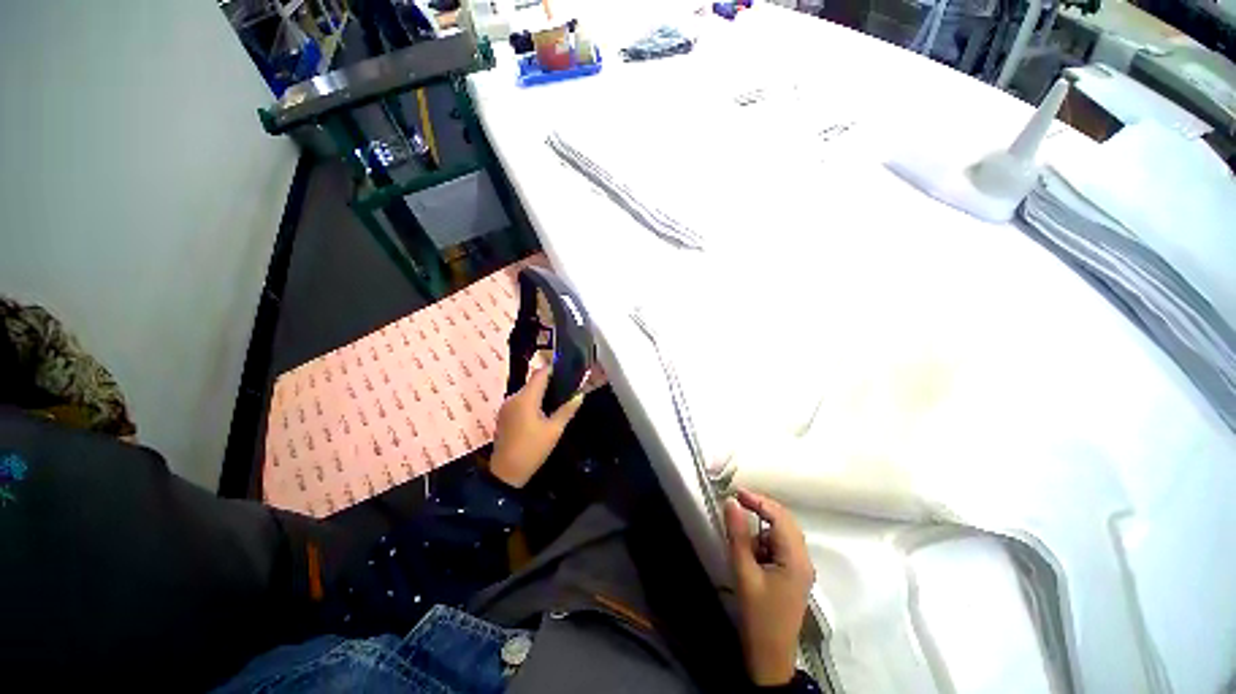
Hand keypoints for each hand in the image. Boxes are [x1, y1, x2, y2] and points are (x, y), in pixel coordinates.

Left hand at [489, 366, 583, 487]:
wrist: (505, 473)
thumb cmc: (532, 450)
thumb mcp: (554, 431)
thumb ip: (567, 410)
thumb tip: (580, 395)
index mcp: (525, 398)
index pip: (540, 373)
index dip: (554, 369)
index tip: (568, 371)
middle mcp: (513, 397)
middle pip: (533, 382)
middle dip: (550, 382)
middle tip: (568, 387)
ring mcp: (506, 406)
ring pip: (527, 391)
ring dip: (541, 392)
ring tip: (558, 399)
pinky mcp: (504, 415)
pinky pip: (520, 401)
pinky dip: (532, 401)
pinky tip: (543, 411)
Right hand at [725, 489, 815, 686]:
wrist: (770, 658)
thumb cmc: (758, 617)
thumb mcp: (744, 573)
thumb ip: (737, 535)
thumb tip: (731, 502)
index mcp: (796, 559)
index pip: (780, 517)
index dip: (759, 501)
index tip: (736, 493)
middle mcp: (803, 559)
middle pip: (785, 522)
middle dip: (761, 510)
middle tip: (736, 505)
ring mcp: (800, 568)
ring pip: (781, 534)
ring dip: (761, 530)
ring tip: (743, 545)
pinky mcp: (793, 575)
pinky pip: (779, 547)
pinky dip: (764, 543)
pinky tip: (751, 557)